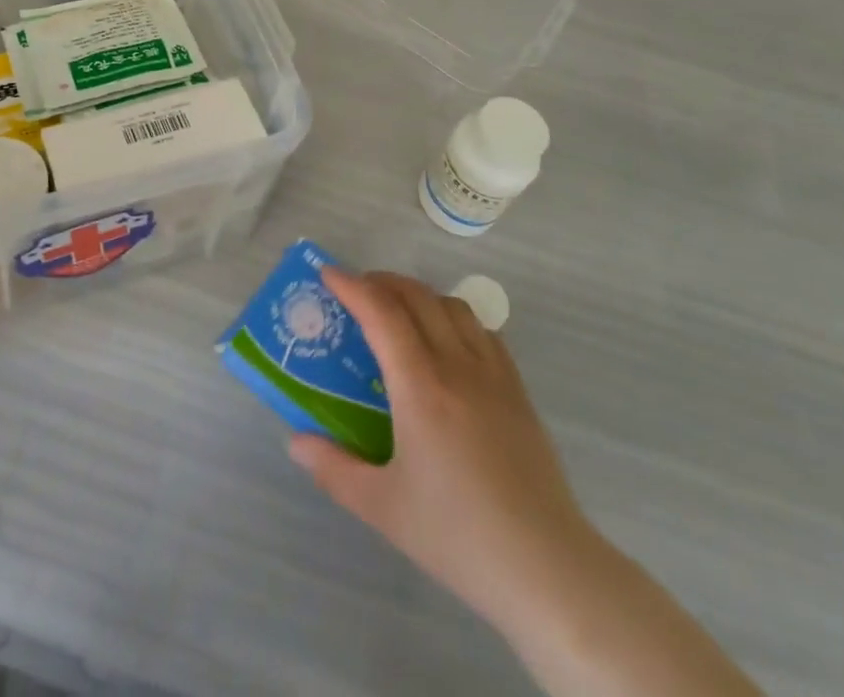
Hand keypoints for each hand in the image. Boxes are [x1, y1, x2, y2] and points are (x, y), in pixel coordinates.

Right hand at [288, 268, 598, 644]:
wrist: (547, 568)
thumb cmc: (458, 536)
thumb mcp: (382, 508)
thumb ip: (333, 469)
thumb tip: (296, 442)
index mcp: (420, 387)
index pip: (382, 313)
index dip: (352, 285)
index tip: (327, 274)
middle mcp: (457, 366)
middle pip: (417, 296)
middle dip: (382, 282)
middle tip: (356, 293)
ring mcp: (494, 375)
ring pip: (453, 306)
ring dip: (419, 295)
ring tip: (398, 314)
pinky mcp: (518, 391)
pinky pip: (483, 331)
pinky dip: (454, 318)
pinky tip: (446, 344)